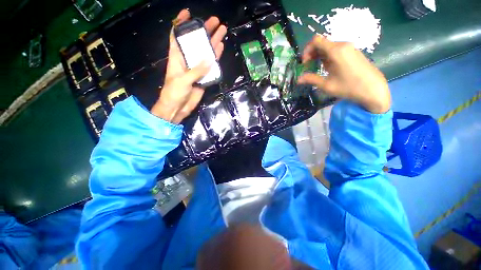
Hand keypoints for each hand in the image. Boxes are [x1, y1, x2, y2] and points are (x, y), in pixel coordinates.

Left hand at [151, 9, 226, 123]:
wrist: (178, 108)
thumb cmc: (174, 92)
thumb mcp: (183, 80)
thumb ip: (196, 70)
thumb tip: (209, 59)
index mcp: (177, 57)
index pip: (177, 35)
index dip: (181, 24)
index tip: (188, 13)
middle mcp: (187, 60)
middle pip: (196, 42)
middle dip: (204, 31)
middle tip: (215, 21)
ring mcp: (196, 69)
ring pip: (205, 53)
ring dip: (212, 42)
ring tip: (222, 31)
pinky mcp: (203, 78)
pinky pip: (210, 66)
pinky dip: (215, 58)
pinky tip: (220, 49)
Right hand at [298, 35, 390, 113]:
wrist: (373, 89)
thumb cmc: (349, 87)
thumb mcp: (326, 85)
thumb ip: (311, 79)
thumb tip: (298, 79)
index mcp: (335, 51)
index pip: (316, 40)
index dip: (307, 50)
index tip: (304, 63)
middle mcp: (342, 45)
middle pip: (322, 43)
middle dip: (312, 54)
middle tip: (308, 67)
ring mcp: (349, 48)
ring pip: (328, 47)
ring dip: (319, 56)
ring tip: (317, 69)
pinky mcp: (353, 52)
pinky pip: (336, 50)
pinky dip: (328, 57)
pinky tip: (328, 68)